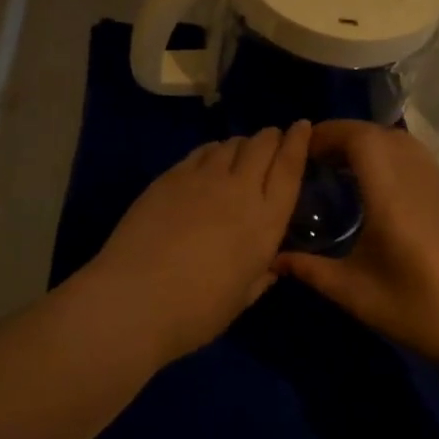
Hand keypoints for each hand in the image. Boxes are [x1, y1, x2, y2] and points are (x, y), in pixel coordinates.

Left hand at [89, 122, 310, 360]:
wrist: (135, 298)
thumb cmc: (196, 312)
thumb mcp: (241, 298)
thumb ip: (260, 275)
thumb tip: (269, 264)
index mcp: (265, 223)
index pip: (289, 169)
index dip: (298, 143)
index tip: (302, 126)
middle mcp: (239, 190)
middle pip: (261, 146)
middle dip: (271, 137)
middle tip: (272, 138)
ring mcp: (202, 178)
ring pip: (230, 144)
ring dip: (241, 144)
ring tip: (241, 152)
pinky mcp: (171, 175)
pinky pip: (201, 151)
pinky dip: (212, 150)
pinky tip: (210, 159)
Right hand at [273, 120, 438, 375]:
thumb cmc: (418, 312)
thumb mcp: (356, 294)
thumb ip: (311, 270)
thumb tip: (272, 258)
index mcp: (392, 198)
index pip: (361, 139)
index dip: (329, 133)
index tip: (303, 147)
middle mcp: (419, 181)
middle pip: (380, 133)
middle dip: (345, 134)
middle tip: (317, 156)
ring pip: (403, 142)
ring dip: (370, 141)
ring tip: (344, 165)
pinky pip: (419, 159)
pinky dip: (392, 156)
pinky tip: (380, 187)